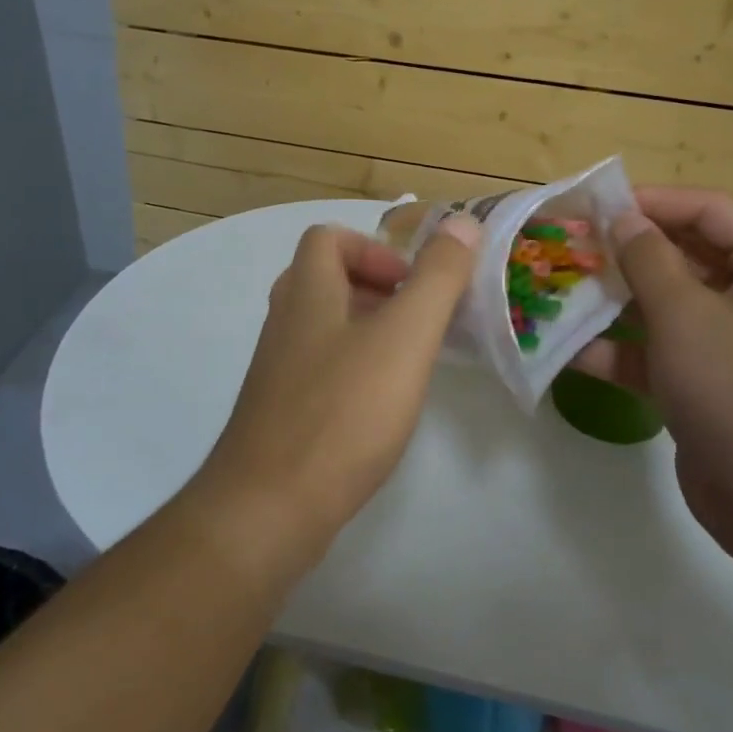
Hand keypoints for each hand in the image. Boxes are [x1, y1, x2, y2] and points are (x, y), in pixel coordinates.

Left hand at [188, 216, 481, 575]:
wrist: (268, 509)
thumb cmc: (342, 412)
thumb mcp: (404, 337)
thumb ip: (437, 278)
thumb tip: (464, 222)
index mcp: (307, 291)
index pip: (328, 238)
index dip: (373, 248)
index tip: (411, 286)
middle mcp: (285, 321)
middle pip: (327, 279)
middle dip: (378, 289)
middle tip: (418, 321)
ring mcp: (278, 368)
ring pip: (325, 326)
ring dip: (369, 330)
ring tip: (409, 362)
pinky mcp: (280, 411)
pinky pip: (320, 368)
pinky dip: (354, 369)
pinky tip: (381, 406)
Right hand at [574, 188, 732, 556]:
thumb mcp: (686, 314)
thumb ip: (646, 259)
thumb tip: (621, 218)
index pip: (708, 211)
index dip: (651, 201)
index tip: (594, 204)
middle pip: (683, 257)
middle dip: (625, 253)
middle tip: (568, 246)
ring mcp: (730, 347)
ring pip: (664, 307)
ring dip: (613, 302)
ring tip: (557, 291)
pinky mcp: (706, 388)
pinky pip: (658, 354)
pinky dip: (618, 351)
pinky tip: (566, 349)